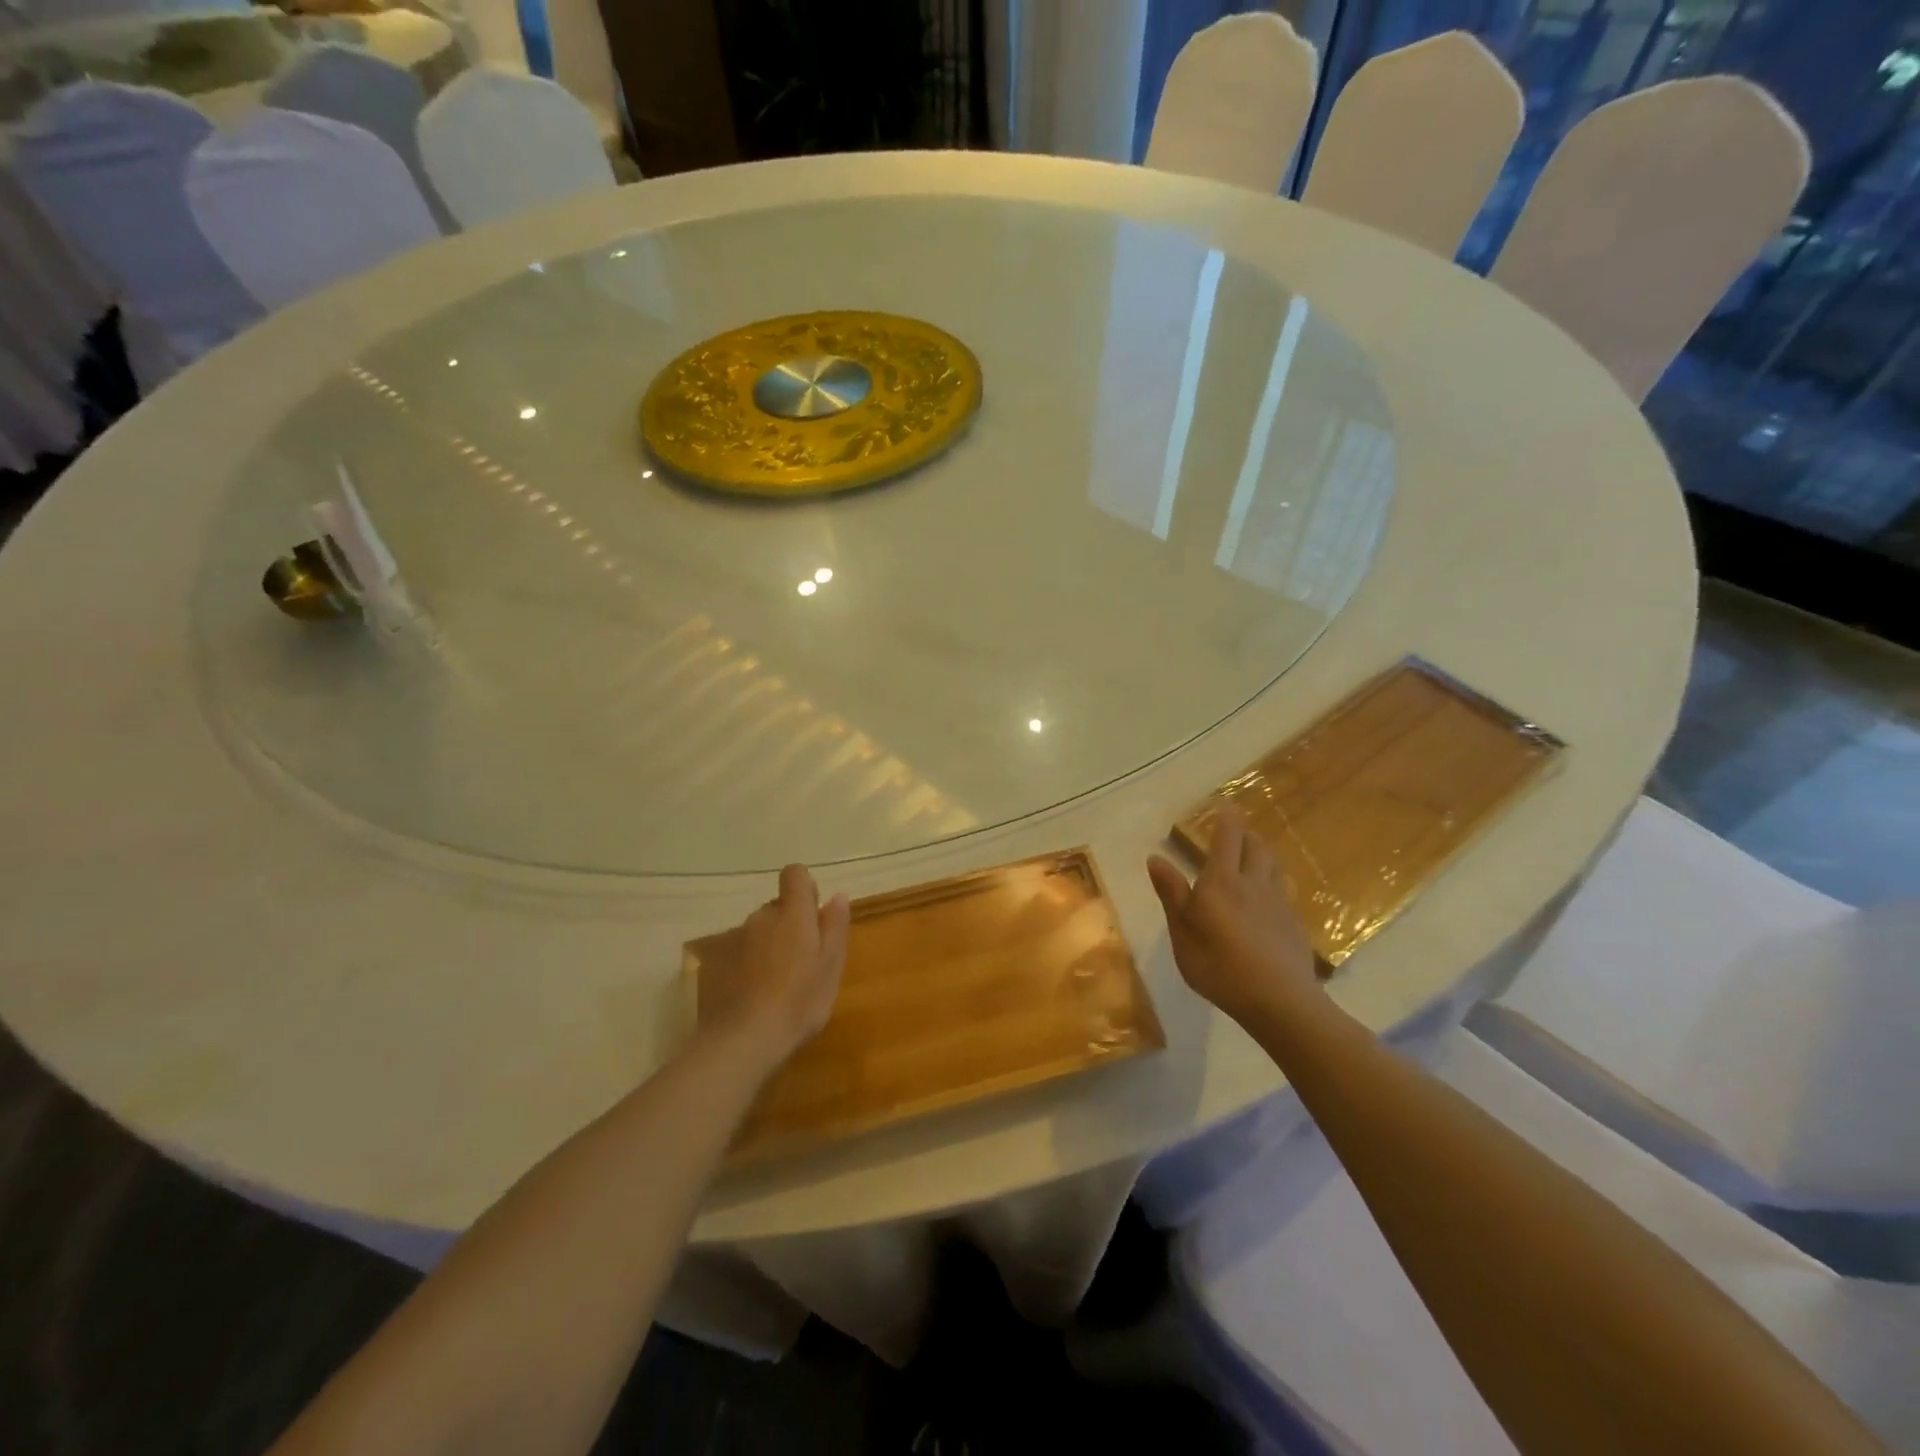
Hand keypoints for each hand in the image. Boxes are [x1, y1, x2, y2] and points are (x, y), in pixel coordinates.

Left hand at [699, 864, 850, 1068]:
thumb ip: (835, 926)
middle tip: (802, 962)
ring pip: (758, 931)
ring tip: (777, 984)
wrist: (743, 1039)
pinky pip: (739, 953)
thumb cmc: (799, 1001)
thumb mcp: (831, 966)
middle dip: (789, 924)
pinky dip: (748, 965)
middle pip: (777, 907)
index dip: (805, 888)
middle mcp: (761, 917)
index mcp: (792, 913)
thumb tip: (837, 896)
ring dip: (768, 945)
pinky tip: (754, 995)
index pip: (795, 874)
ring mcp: (734, 939)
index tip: (814, 915)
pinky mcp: (715, 963)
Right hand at [1147, 806, 1320, 1030]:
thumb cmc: (1220, 967)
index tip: (1224, 803)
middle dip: (1245, 833)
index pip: (1227, 838)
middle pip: (1255, 846)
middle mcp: (1253, 883)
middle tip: (1235, 830)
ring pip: (1272, 865)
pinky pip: (1282, 890)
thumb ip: (1172, 894)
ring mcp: (1278, 903)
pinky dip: (1272, 882)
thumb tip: (1156, 858)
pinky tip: (1266, 899)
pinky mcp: (1294, 924)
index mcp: (1222, 882)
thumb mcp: (1183, 934)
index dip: (1226, 818)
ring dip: (1262, 853)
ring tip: (1252, 855)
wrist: (1280, 1001)